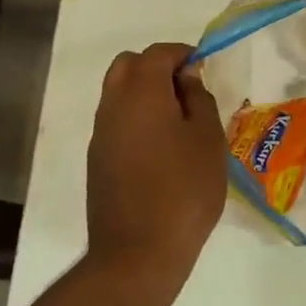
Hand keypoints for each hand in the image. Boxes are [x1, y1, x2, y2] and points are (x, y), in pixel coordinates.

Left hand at [86, 42, 228, 280]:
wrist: (139, 252)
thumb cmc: (184, 191)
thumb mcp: (208, 140)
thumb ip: (199, 99)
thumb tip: (186, 78)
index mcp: (141, 93)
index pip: (157, 53)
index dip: (182, 54)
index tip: (203, 70)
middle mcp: (113, 105)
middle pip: (128, 66)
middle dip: (157, 68)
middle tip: (187, 91)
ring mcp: (100, 134)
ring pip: (117, 93)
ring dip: (144, 94)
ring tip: (178, 122)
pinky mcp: (97, 160)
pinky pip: (115, 122)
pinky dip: (136, 119)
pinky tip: (161, 149)